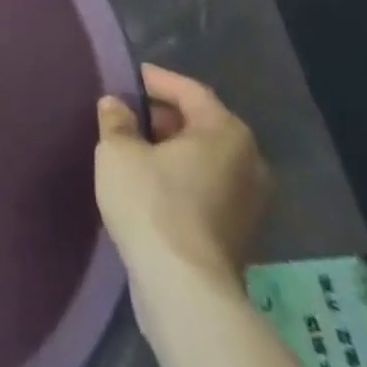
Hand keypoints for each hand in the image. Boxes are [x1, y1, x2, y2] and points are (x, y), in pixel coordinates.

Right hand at [94, 65, 270, 288]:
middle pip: (203, 124)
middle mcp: (249, 161)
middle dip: (165, 116)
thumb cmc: (152, 203)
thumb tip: (116, 106)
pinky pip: (208, 187)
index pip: (190, 91)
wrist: (184, 288)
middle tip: (129, 113)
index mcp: (226, 132)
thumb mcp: (117, 150)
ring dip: (174, 150)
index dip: (156, 80)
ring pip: (206, 159)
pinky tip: (152, 184)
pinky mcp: (240, 233)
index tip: (129, 78)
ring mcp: (250, 201)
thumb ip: (116, 120)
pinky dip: (183, 177)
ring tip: (135, 148)